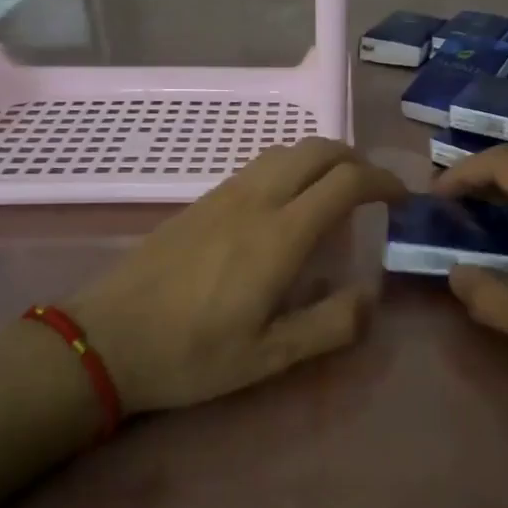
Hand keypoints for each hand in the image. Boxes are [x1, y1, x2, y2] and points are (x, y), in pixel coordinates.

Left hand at [67, 138, 406, 413]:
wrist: (105, 338)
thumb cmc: (192, 354)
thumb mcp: (270, 358)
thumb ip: (330, 325)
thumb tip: (370, 296)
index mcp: (279, 235)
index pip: (346, 182)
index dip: (383, 182)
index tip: (402, 199)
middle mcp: (255, 200)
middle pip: (317, 149)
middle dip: (356, 159)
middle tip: (374, 190)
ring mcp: (224, 194)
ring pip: (286, 150)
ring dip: (322, 158)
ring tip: (337, 192)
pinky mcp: (201, 200)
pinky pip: (259, 164)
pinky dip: (291, 167)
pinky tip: (288, 204)